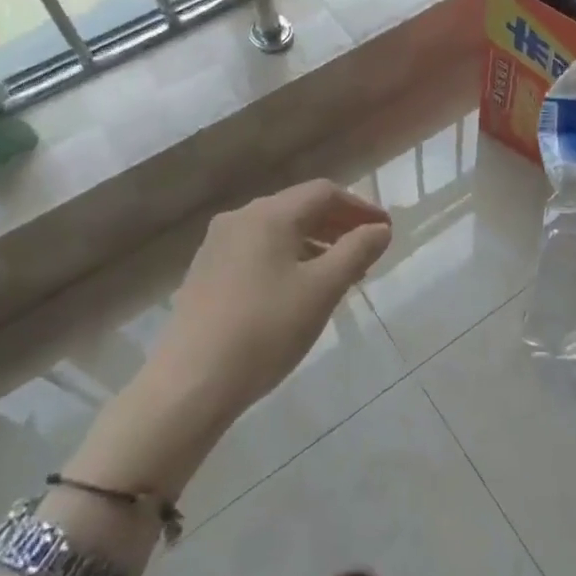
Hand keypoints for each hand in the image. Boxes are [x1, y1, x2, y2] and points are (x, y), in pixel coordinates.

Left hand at [153, 179, 392, 417]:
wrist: (189, 383)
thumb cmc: (265, 329)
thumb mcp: (322, 289)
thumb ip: (356, 251)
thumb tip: (380, 229)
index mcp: (269, 214)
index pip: (324, 192)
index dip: (360, 207)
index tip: (385, 229)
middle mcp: (240, 218)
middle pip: (299, 207)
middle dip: (337, 225)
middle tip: (368, 250)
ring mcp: (217, 245)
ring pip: (277, 231)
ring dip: (313, 243)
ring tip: (340, 273)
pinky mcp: (205, 273)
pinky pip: (257, 251)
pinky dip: (287, 258)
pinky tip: (298, 289)